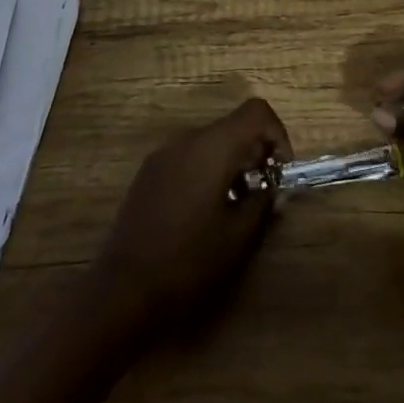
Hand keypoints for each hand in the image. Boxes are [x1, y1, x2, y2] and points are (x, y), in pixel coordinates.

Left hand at [88, 97, 291, 338]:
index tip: (281, 171)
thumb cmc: (187, 261)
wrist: (122, 290)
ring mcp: (164, 152)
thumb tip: (271, 186)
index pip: (256, 112)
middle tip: (263, 191)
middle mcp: (187, 138)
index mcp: (212, 146)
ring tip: (236, 204)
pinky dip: (208, 168)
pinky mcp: (149, 171)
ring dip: (232, 162)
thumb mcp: (237, 235)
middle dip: (256, 152)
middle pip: (234, 125)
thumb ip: (262, 201)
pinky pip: (189, 155)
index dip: (278, 134)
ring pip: (211, 141)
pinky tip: (205, 209)